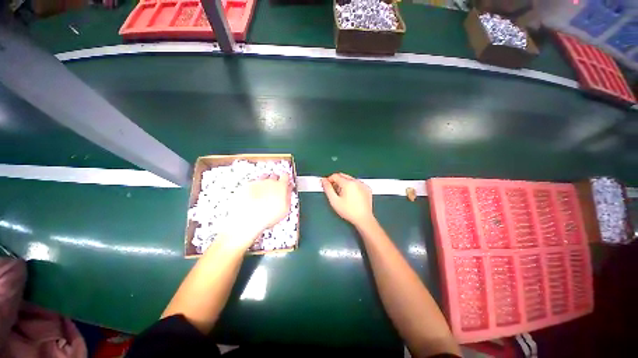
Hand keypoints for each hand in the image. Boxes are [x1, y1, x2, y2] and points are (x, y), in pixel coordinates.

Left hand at [221, 174, 291, 250]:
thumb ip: (288, 196)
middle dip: (275, 181)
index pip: (286, 176)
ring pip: (263, 177)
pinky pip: (253, 182)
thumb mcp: (285, 209)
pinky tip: (255, 195)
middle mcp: (269, 181)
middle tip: (275, 190)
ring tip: (264, 192)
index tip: (285, 182)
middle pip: (274, 175)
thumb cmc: (266, 216)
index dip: (286, 179)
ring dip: (265, 182)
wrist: (247, 220)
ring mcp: (257, 182)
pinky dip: (254, 186)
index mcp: (280, 186)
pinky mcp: (246, 185)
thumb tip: (289, 190)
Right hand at [322, 173, 373, 226]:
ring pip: (350, 179)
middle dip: (336, 181)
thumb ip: (327, 189)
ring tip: (342, 195)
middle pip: (343, 176)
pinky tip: (351, 196)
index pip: (335, 176)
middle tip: (333, 190)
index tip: (326, 185)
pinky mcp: (367, 188)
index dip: (329, 179)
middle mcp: (356, 181)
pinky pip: (357, 183)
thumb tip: (323, 181)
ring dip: (344, 183)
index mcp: (348, 183)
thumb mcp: (334, 201)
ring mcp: (363, 184)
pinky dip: (352, 186)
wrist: (363, 219)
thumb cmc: (349, 211)